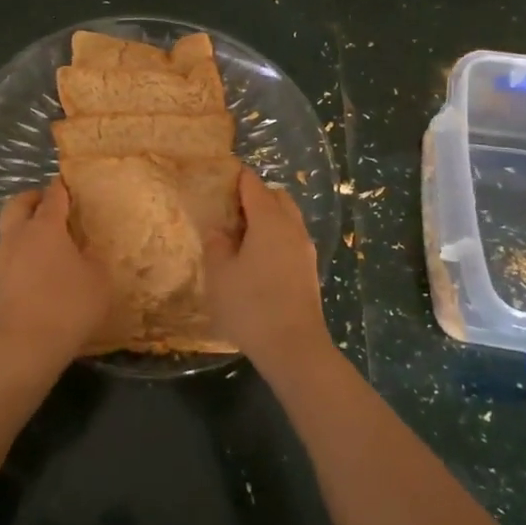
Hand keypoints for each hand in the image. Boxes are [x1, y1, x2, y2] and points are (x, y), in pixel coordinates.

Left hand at [0, 179, 110, 368]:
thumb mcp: (98, 279)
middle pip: (19, 203)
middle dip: (34, 198)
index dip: (64, 186)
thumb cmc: (68, 305)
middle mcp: (19, 235)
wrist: (26, 346)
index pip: (54, 194)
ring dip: (26, 225)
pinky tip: (40, 266)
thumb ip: (93, 256)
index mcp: (45, 226)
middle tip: (53, 205)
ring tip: (49, 239)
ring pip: (11, 228)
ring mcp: (3, 258)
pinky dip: (23, 250)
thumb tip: (85, 248)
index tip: (73, 184)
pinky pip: (10, 253)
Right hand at [205, 167, 332, 372]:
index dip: (237, 177)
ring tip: (241, 235)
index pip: (253, 185)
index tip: (220, 177)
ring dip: (267, 218)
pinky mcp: (309, 270)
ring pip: (287, 218)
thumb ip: (216, 245)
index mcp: (269, 221)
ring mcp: (304, 249)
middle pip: (276, 197)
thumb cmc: (250, 305)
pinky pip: (290, 239)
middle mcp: (292, 228)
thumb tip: (219, 230)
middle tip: (229, 209)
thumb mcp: (220, 274)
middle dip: (255, 196)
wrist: (294, 347)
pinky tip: (257, 258)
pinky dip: (275, 237)